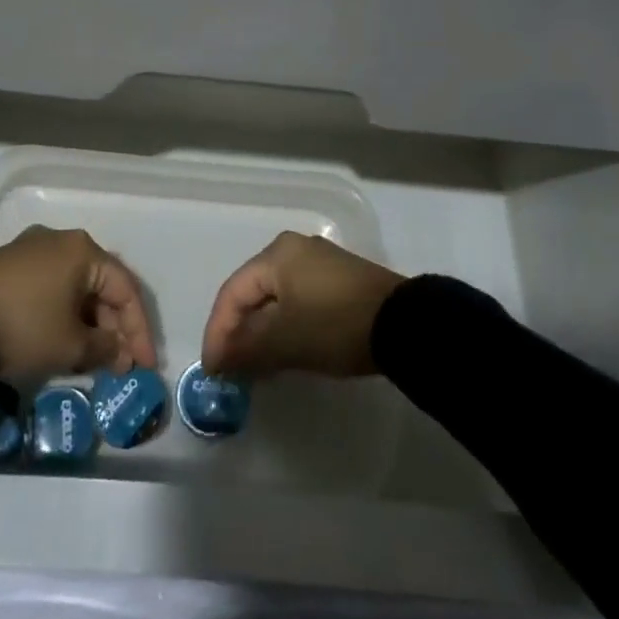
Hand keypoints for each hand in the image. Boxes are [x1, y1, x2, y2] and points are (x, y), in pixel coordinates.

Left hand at [0, 226, 157, 377]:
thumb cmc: (24, 326)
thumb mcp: (70, 346)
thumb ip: (104, 349)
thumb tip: (119, 353)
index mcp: (83, 250)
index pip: (125, 290)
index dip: (139, 331)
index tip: (144, 366)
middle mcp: (61, 240)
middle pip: (100, 285)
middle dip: (113, 328)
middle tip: (118, 365)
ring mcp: (32, 249)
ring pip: (74, 287)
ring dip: (88, 322)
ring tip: (92, 359)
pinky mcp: (9, 264)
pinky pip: (50, 287)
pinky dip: (63, 314)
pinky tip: (62, 340)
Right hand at [201, 232, 403, 377]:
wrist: (406, 325)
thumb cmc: (335, 325)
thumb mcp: (285, 341)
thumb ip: (246, 349)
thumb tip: (219, 360)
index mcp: (275, 254)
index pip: (232, 293)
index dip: (217, 332)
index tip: (212, 369)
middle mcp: (294, 249)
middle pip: (253, 293)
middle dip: (238, 332)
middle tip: (230, 368)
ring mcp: (319, 262)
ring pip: (276, 298)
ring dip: (261, 332)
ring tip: (254, 366)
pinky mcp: (339, 280)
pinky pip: (297, 300)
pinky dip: (284, 326)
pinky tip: (284, 351)